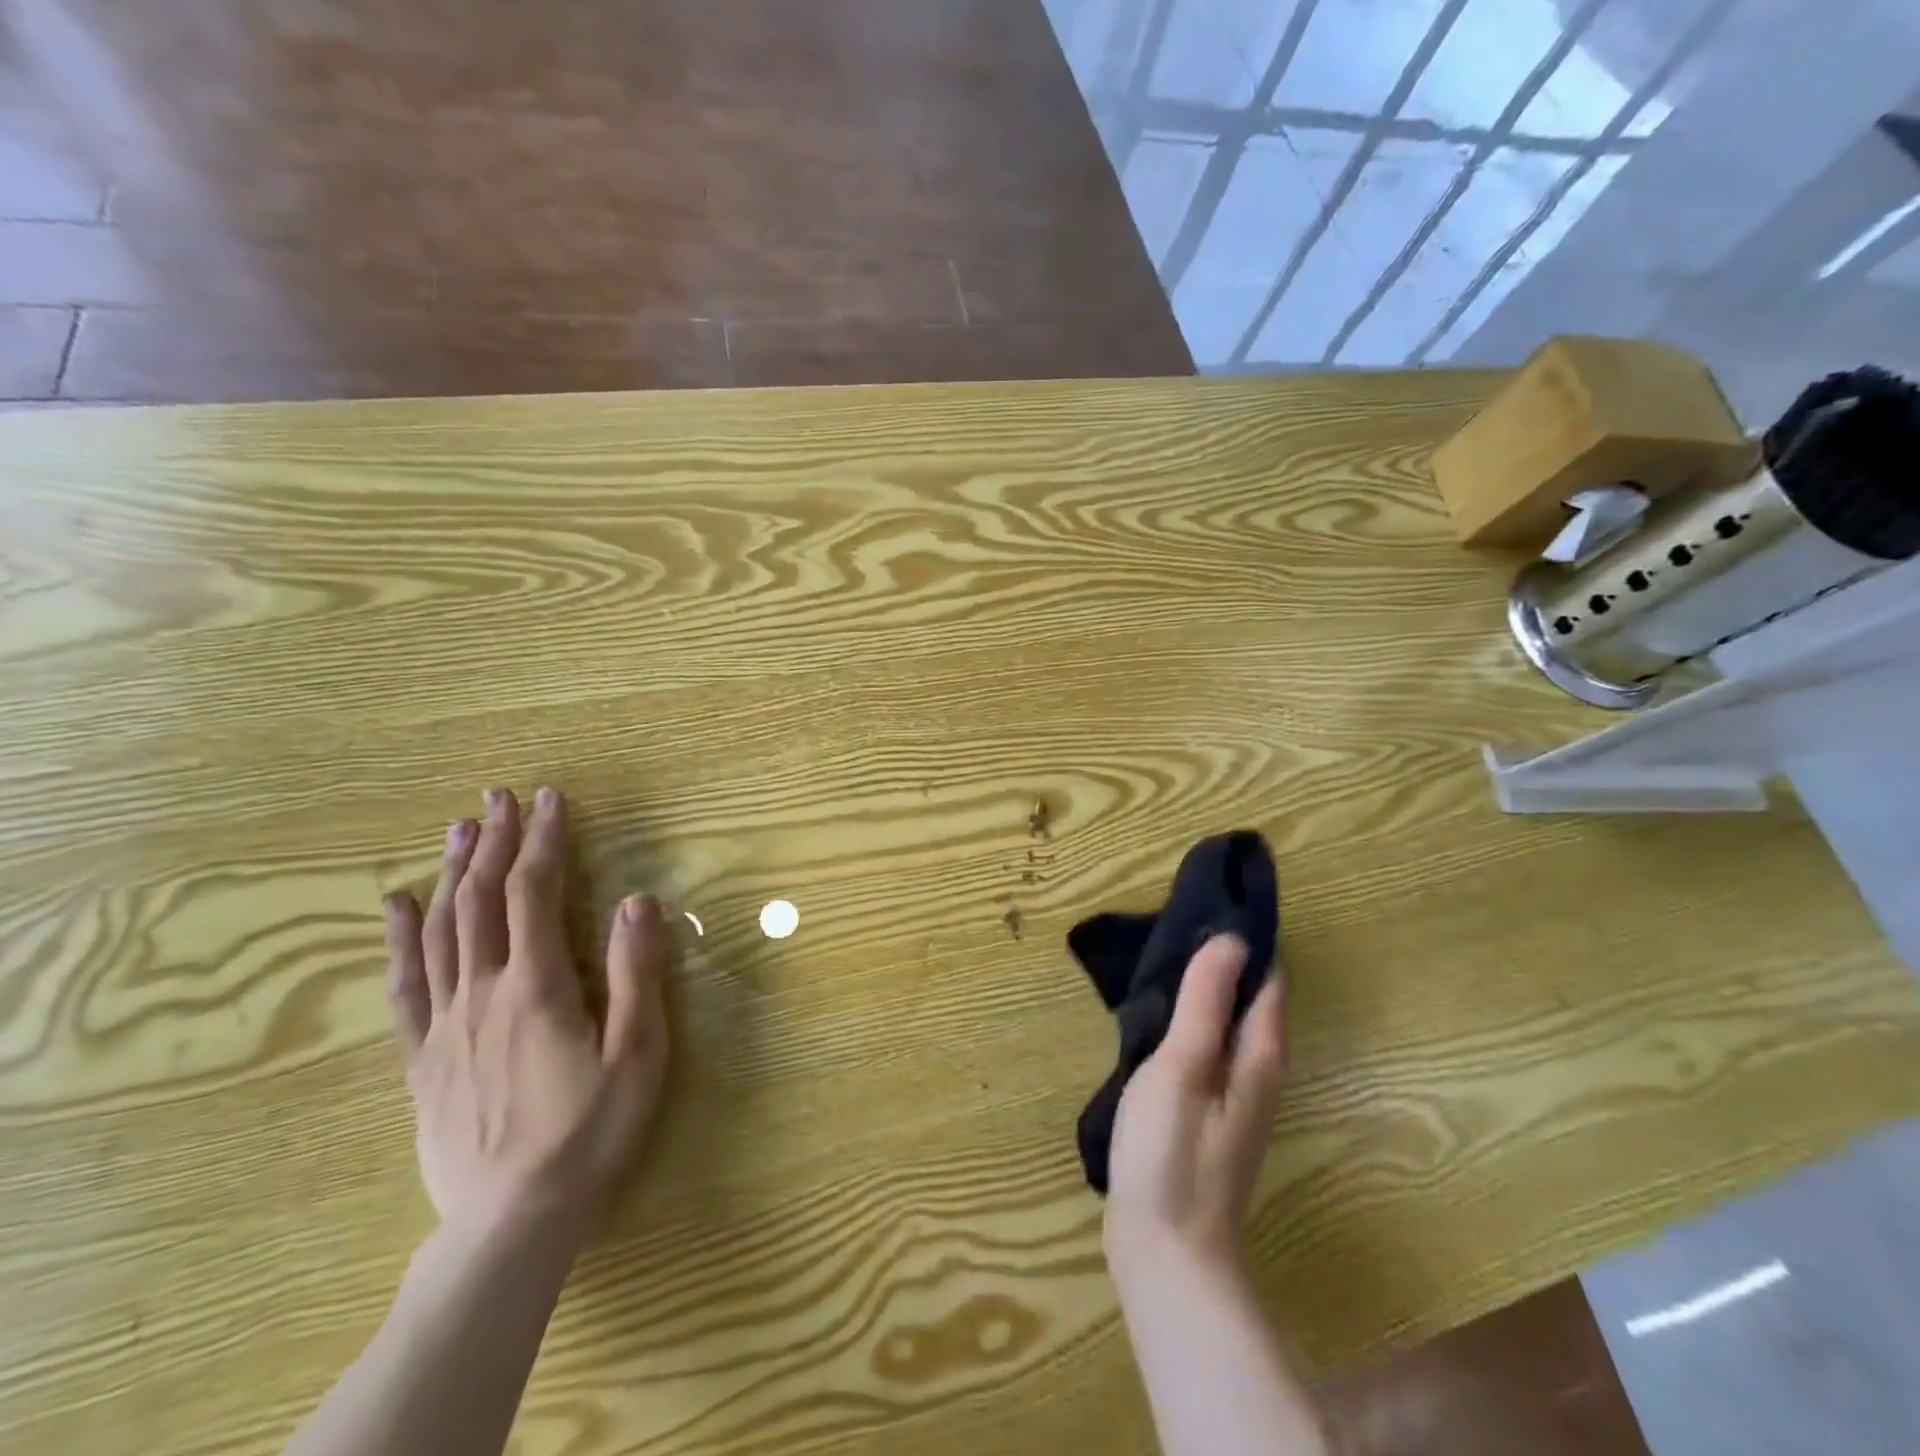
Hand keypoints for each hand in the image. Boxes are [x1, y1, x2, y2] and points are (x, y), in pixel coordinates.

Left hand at [382, 787, 669, 1238]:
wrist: (513, 1220)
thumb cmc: (590, 1131)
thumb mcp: (638, 1051)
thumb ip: (637, 973)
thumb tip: (638, 900)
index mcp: (537, 986)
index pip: (535, 893)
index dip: (543, 841)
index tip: (550, 799)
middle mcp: (483, 992)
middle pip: (480, 901)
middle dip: (493, 843)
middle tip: (498, 798)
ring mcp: (446, 1025)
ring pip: (440, 932)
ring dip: (451, 873)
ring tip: (458, 830)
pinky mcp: (424, 1059)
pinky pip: (406, 987)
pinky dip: (400, 939)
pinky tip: (397, 906)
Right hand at [1104, 934, 1285, 1279]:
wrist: (1165, 1249)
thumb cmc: (1172, 1151)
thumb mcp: (1184, 1065)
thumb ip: (1206, 1002)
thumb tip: (1231, 939)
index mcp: (1259, 1052)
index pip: (1267, 976)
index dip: (1247, 936)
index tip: (1213, 898)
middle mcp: (1256, 1067)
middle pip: (1248, 995)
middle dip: (1224, 955)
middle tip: (1178, 917)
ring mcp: (1231, 1091)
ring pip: (1225, 1019)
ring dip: (1204, 985)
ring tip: (1163, 951)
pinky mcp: (1204, 1108)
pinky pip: (1205, 1042)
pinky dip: (1188, 1015)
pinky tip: (1156, 1010)